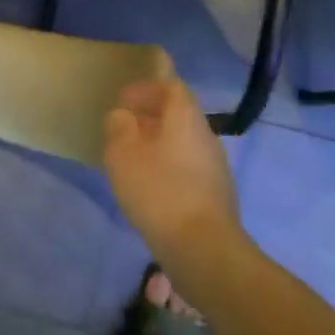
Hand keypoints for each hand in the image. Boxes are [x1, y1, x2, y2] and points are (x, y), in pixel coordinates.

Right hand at [102, 78, 241, 251]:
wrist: (202, 247)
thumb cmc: (158, 190)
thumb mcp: (123, 154)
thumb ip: (119, 127)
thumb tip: (123, 116)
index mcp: (186, 117)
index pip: (172, 87)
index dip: (146, 89)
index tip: (123, 100)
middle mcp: (206, 135)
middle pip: (179, 115)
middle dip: (150, 117)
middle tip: (123, 128)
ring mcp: (215, 166)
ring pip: (183, 142)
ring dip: (158, 143)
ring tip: (132, 158)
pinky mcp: (215, 194)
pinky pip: (187, 167)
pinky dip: (167, 166)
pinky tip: (150, 186)